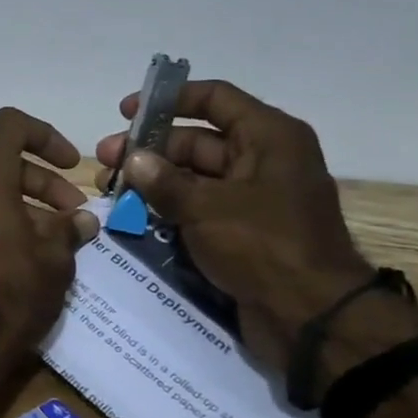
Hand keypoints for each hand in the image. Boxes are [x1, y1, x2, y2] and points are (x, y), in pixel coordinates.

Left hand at [0, 107, 101, 360]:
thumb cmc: (9, 295)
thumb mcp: (54, 260)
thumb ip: (69, 230)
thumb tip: (81, 220)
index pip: (9, 125)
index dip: (45, 135)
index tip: (71, 165)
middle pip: (2, 161)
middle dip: (44, 182)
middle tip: (76, 215)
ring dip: (26, 204)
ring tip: (60, 240)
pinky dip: (0, 220)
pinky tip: (28, 256)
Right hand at [95, 81, 370, 368]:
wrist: (312, 319)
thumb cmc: (265, 247)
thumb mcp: (206, 208)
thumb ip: (164, 181)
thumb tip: (133, 160)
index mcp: (269, 138)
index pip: (214, 98)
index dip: (168, 100)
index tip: (125, 113)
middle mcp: (264, 159)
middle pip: (197, 140)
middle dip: (149, 149)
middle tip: (105, 162)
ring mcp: (254, 197)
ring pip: (194, 176)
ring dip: (153, 181)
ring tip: (112, 191)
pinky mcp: (244, 229)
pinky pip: (200, 207)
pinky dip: (169, 208)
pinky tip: (134, 215)